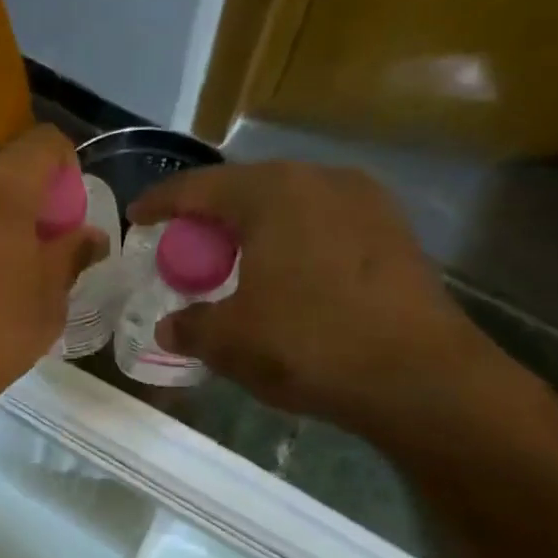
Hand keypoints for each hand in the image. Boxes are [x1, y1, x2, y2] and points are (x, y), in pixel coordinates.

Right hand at [129, 160, 504, 436]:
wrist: (420, 377)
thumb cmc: (309, 345)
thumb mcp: (230, 341)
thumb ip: (190, 326)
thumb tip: (169, 326)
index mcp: (273, 193)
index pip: (199, 187)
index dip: (161, 203)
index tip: (137, 217)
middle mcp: (320, 180)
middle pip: (246, 188)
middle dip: (209, 216)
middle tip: (185, 246)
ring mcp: (366, 201)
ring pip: (289, 204)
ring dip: (253, 228)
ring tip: (234, 261)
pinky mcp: (393, 231)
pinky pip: (322, 222)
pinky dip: (291, 240)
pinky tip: (285, 275)